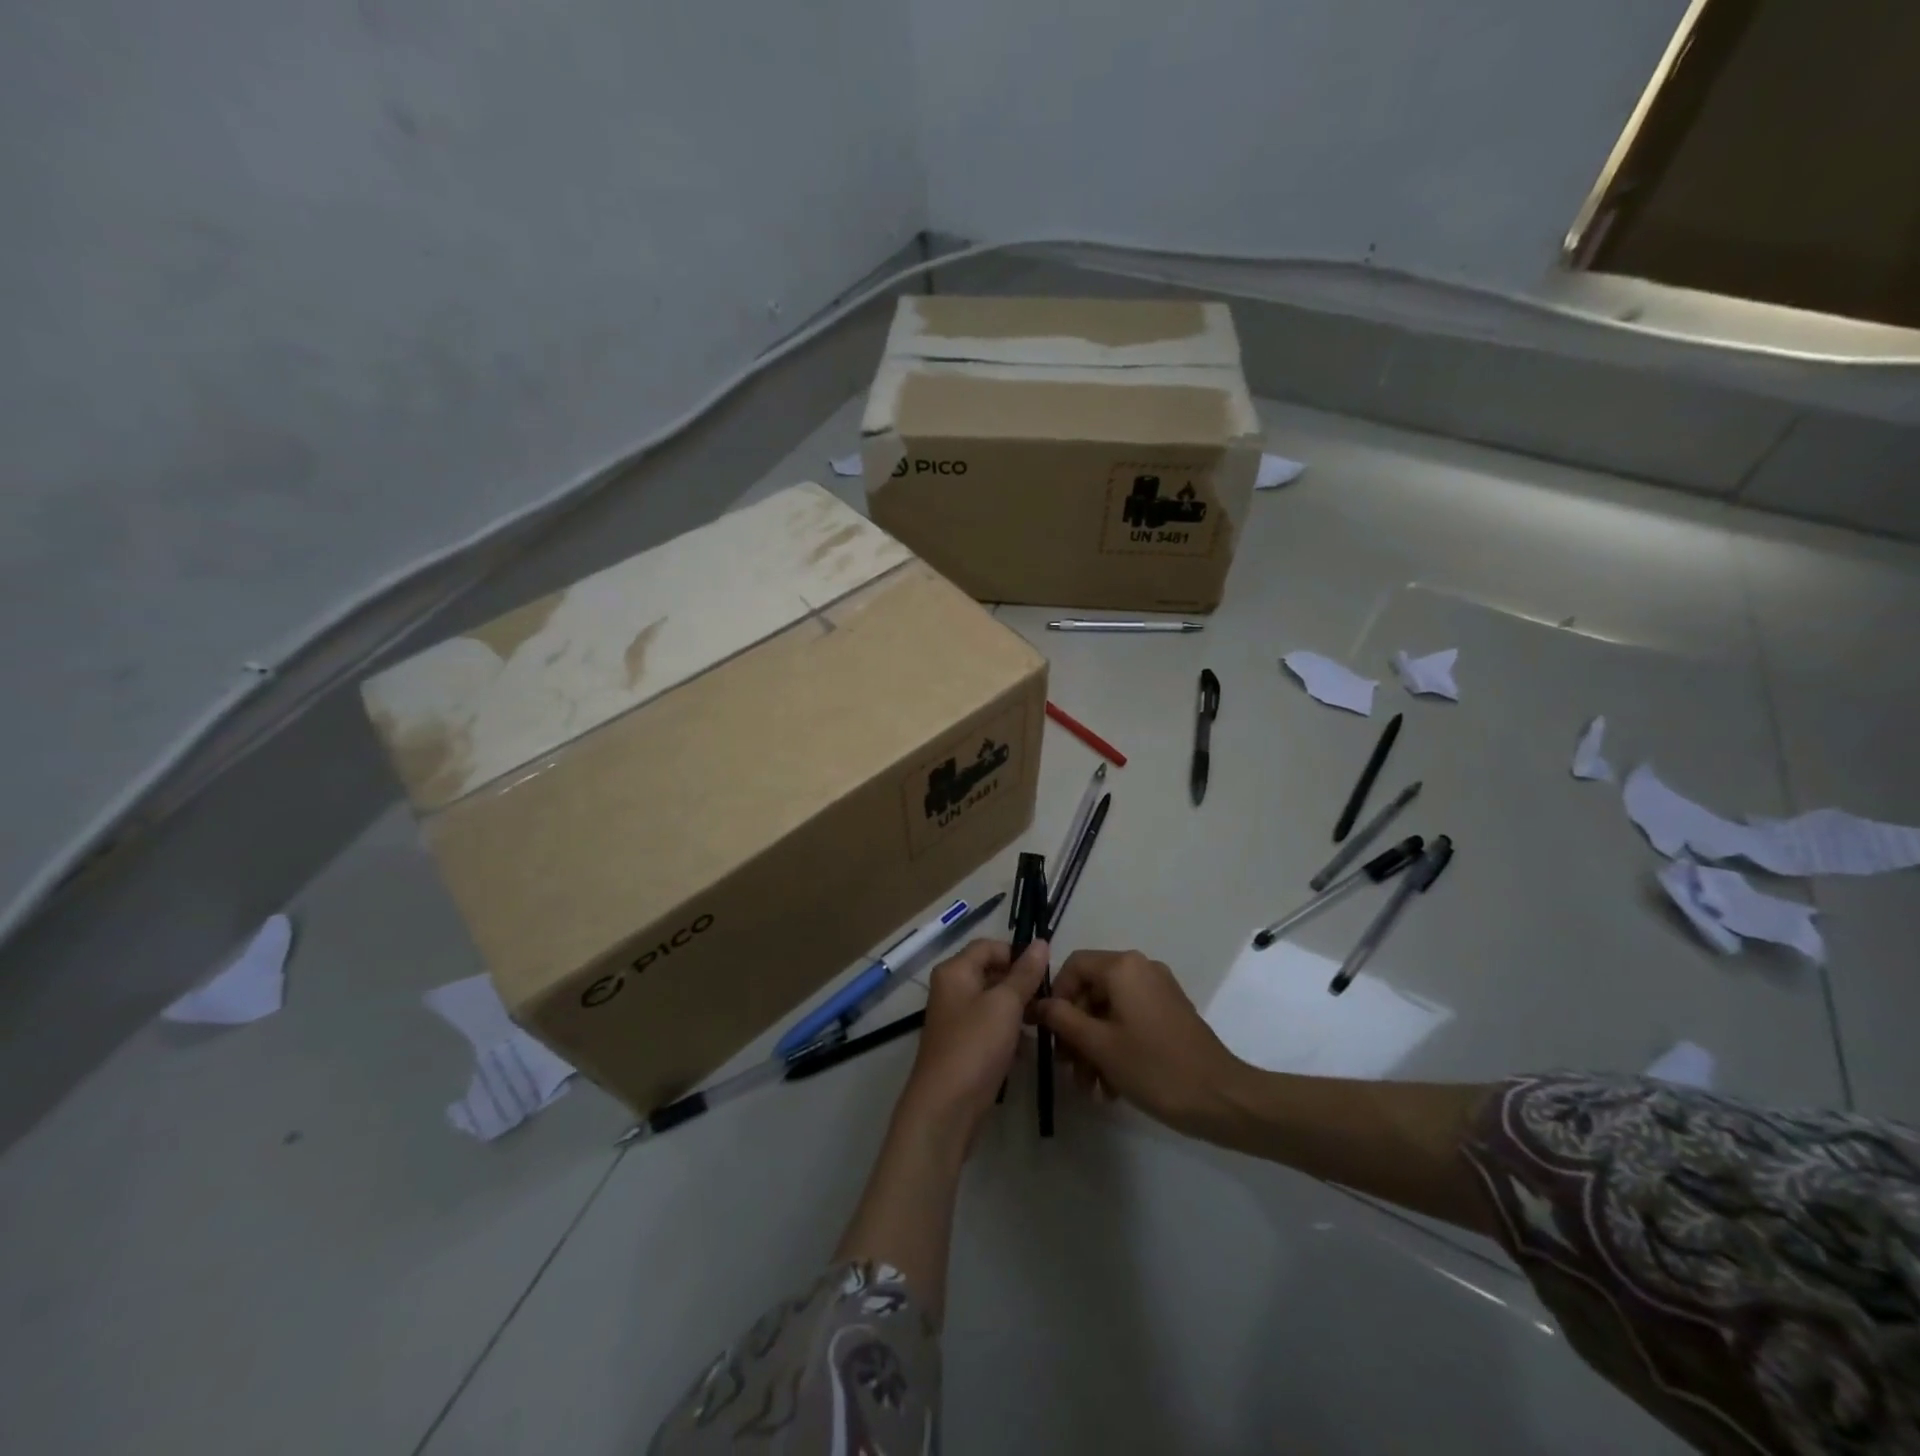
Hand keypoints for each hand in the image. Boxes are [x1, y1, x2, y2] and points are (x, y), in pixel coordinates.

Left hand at [898, 938, 1049, 1149]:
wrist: (945, 1108)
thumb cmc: (975, 1046)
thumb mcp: (1005, 1004)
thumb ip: (1025, 973)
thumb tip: (1041, 942)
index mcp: (955, 971)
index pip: (989, 946)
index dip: (1017, 954)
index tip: (1045, 972)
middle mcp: (951, 989)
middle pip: (991, 973)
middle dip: (1020, 984)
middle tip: (1048, 1000)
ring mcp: (956, 1019)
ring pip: (993, 1002)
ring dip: (1017, 1010)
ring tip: (1042, 1023)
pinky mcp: (963, 1046)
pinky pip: (990, 1028)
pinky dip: (1008, 1034)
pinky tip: (1025, 1050)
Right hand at [1033, 949, 1247, 1134]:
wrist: (1222, 1099)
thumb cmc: (1155, 1068)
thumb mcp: (1100, 1045)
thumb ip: (1063, 1019)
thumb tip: (1036, 1004)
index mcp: (1123, 967)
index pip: (1073, 966)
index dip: (1055, 997)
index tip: (1049, 1033)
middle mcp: (1141, 969)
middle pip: (1091, 991)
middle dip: (1075, 1031)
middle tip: (1068, 1069)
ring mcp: (1159, 991)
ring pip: (1109, 1011)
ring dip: (1093, 1046)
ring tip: (1090, 1087)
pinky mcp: (1170, 1014)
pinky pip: (1130, 1021)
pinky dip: (1115, 1047)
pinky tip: (1111, 1087)